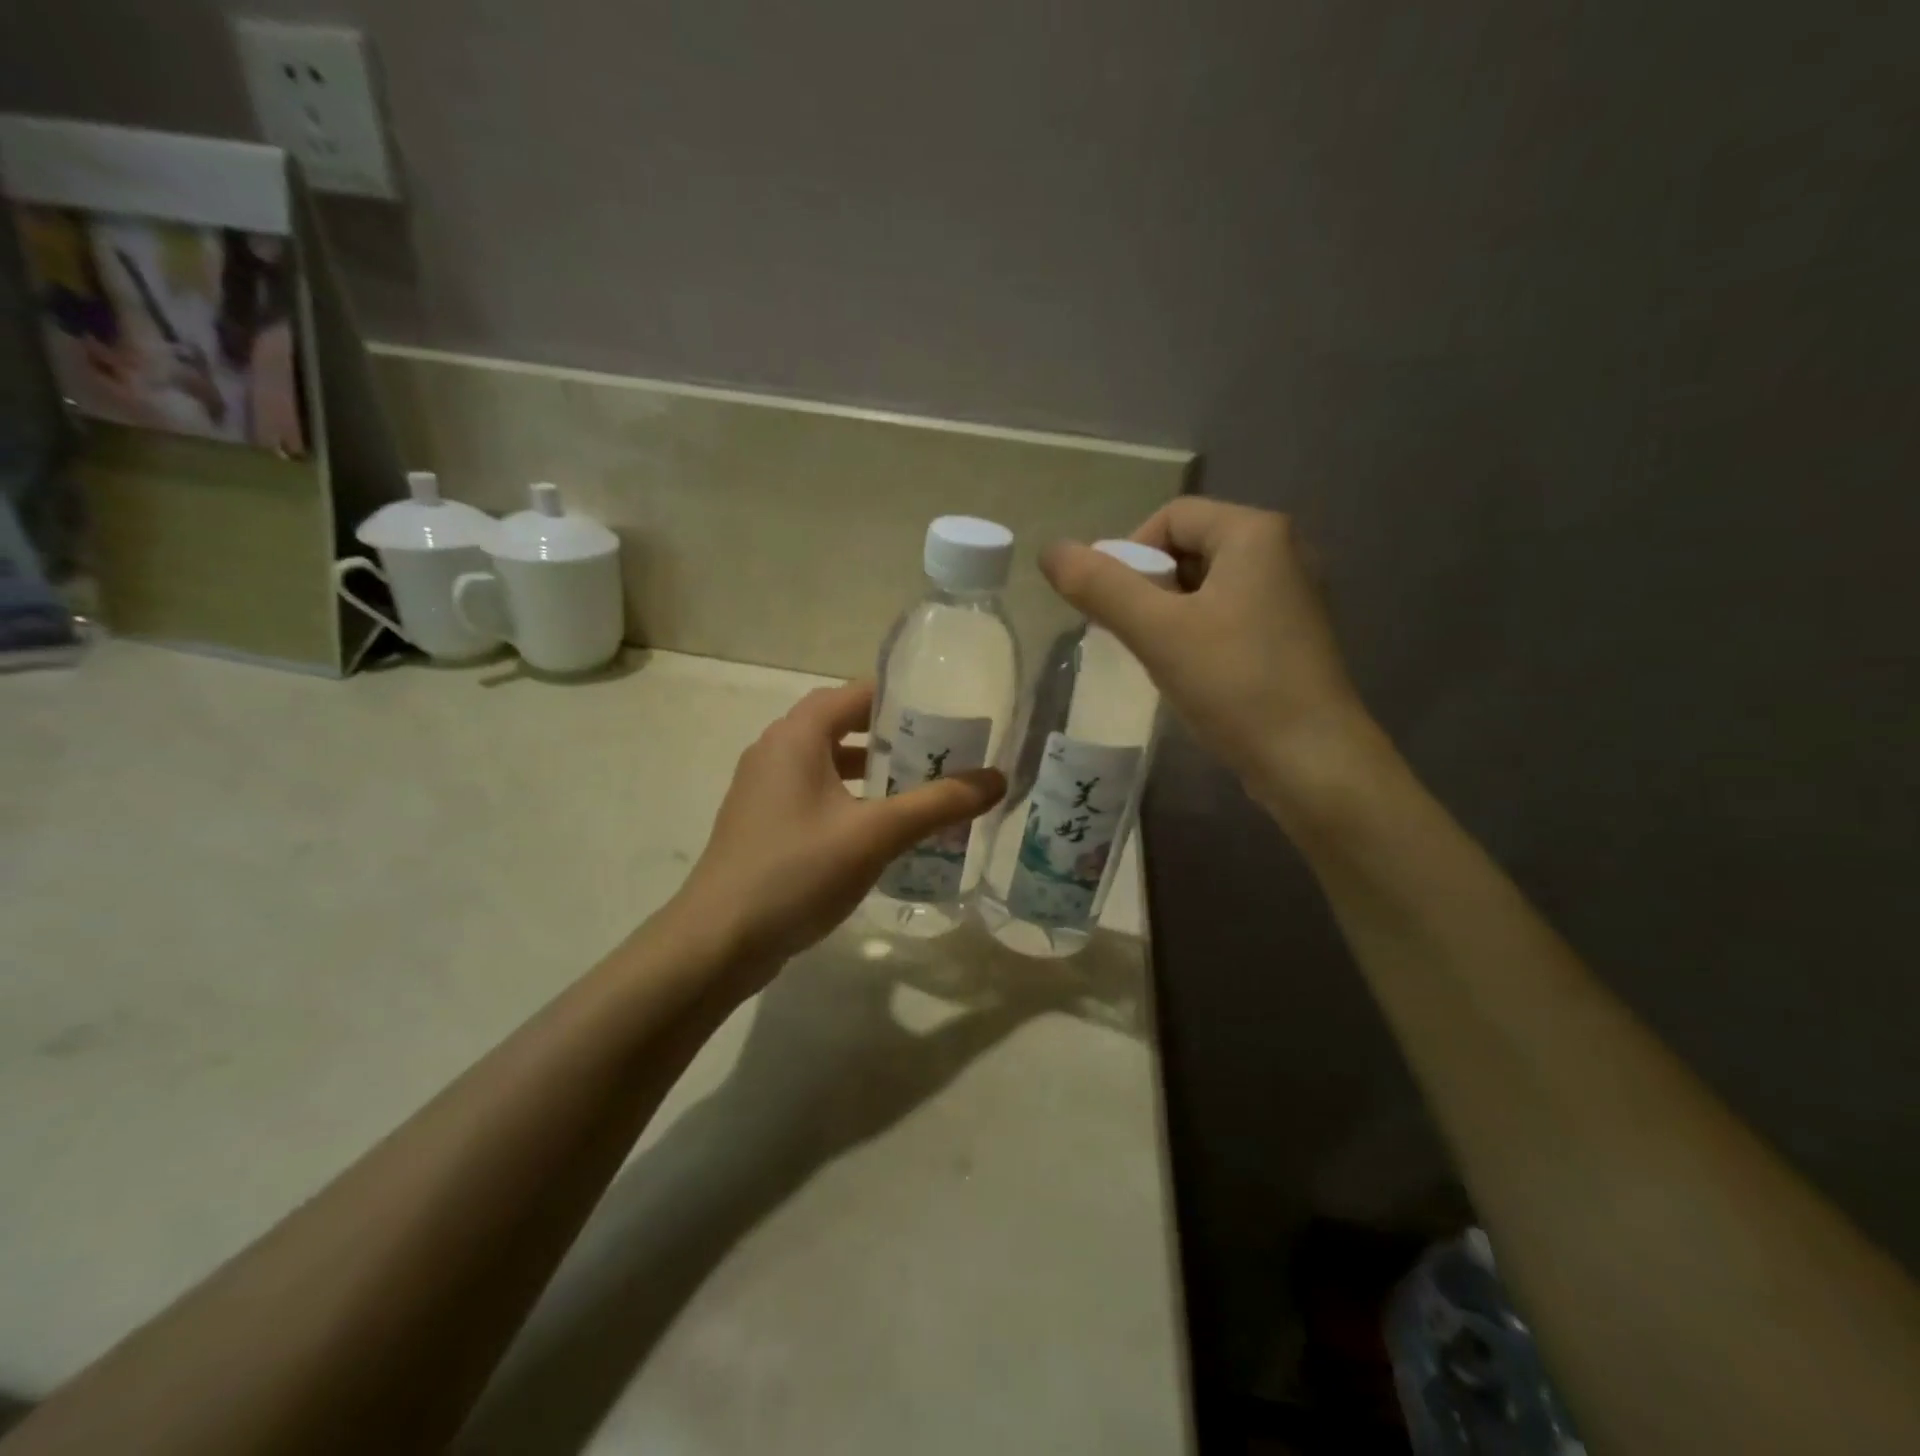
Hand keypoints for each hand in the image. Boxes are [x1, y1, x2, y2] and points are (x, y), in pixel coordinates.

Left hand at [674, 681, 1003, 976]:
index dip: (902, 698)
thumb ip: (938, 803)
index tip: (947, 712)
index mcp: (797, 736)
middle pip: (843, 726)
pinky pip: (815, 796)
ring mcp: (763, 790)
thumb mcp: (876, 834)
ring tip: (920, 790)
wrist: (718, 941)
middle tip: (942, 752)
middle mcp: (775, 751)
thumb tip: (998, 778)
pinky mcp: (763, 824)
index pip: (856, 694)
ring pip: (829, 764)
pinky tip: (880, 832)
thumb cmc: (796, 872)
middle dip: (892, 738)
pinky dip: (850, 800)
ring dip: (872, 772)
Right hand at [1041, 499, 1380, 812]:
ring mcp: (1292, 595)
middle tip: (1133, 634)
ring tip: (1158, 656)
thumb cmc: (1234, 684)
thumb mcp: (1157, 632)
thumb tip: (1051, 550)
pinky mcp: (1292, 634)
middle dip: (1149, 587)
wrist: (1311, 761)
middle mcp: (1283, 551)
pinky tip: (1192, 672)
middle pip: (1190, 548)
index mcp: (1256, 533)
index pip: (1171, 516)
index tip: (1115, 607)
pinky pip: (1229, 613)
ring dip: (1170, 613)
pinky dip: (1199, 631)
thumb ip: (1100, 587)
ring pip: (1208, 585)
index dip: (1129, 554)